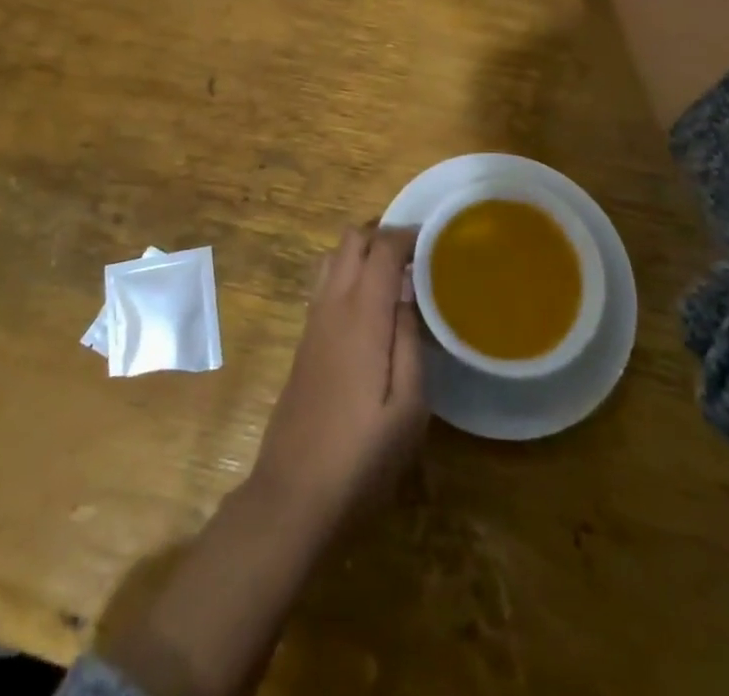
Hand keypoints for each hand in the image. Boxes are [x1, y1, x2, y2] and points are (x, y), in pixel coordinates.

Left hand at [249, 227, 425, 536]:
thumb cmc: (361, 456)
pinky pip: (325, 284)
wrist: (293, 495)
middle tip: (417, 255)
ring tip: (396, 275)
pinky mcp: (304, 341)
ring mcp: (312, 321)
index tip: (435, 241)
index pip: (381, 247)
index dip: (407, 235)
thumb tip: (409, 294)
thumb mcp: (409, 408)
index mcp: (361, 315)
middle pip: (351, 240)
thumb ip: (410, 341)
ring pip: (333, 258)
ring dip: (363, 252)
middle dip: (383, 234)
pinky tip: (372, 307)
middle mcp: (332, 305)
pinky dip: (349, 274)